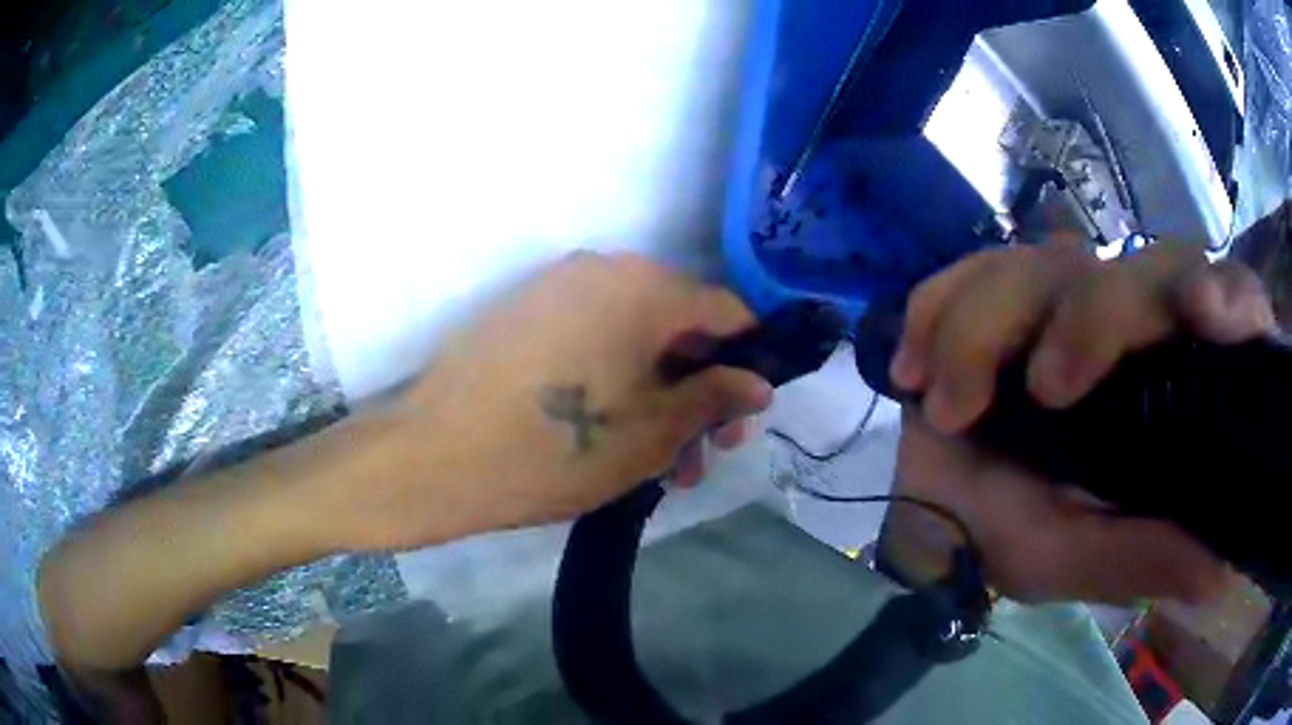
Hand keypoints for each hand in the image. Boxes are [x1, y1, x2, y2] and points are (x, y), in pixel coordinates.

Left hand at [330, 252, 772, 550]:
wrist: (433, 456)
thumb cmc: (554, 450)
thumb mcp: (651, 435)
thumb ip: (714, 400)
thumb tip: (758, 384)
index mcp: (642, 287)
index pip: (726, 310)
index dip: (747, 362)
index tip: (742, 416)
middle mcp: (601, 269)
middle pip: (677, 323)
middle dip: (698, 390)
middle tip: (699, 454)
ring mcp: (555, 287)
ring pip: (632, 336)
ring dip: (656, 394)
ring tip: (658, 463)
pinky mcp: (522, 312)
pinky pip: (591, 336)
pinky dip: (614, 378)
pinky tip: (608, 432)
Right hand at [883, 239, 1275, 602]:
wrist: (915, 497)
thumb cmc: (1005, 536)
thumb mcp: (1069, 560)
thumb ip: (1137, 559)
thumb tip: (1220, 573)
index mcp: (1172, 391)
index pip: (1230, 310)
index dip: (1230, 296)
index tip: (1202, 312)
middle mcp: (1132, 330)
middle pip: (1144, 269)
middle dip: (1092, 317)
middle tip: (1041, 391)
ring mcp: (1068, 297)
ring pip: (1051, 263)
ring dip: (989, 328)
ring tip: (944, 409)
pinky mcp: (1004, 284)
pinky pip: (977, 264)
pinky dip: (943, 306)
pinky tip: (915, 361)